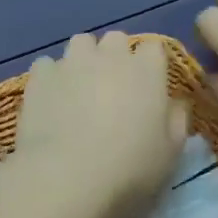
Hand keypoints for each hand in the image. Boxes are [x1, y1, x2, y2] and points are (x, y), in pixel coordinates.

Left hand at [13, 33, 188, 217]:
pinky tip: (51, 100)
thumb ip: (177, 121)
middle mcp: (110, 56)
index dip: (151, 64)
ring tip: (80, 88)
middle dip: (116, 56)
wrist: (66, 178)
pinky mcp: (40, 76)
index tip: (149, 86)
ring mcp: (72, 62)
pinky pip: (47, 65)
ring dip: (84, 59)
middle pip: (116, 39)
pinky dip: (52, 77)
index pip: (154, 48)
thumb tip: (176, 104)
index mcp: (147, 71)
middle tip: (114, 87)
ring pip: (80, 43)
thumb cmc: (129, 169)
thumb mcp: (170, 153)